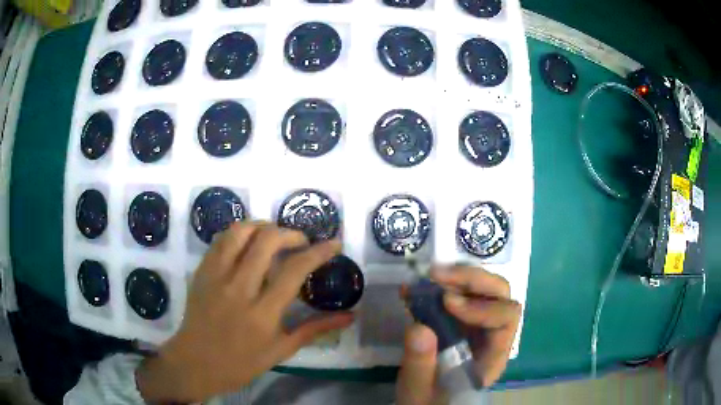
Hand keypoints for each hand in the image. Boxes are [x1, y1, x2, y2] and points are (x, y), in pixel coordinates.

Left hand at [136, 222, 353, 402]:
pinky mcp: (202, 271)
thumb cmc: (242, 362)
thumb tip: (350, 316)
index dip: (318, 252)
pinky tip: (248, 242)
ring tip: (274, 236)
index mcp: (262, 314)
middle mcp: (239, 289)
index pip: (294, 271)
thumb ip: (315, 329)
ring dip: (263, 226)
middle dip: (291, 233)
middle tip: (301, 241)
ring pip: (240, 232)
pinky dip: (240, 233)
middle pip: (267, 241)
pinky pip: (221, 240)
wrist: (196, 362)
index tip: (334, 244)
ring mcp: (216, 277)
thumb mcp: (282, 350)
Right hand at [396, 266, 521, 404]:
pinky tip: (418, 286)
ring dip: (458, 278)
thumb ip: (420, 366)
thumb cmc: (428, 402)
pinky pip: (460, 294)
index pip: (506, 319)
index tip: (446, 302)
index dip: (481, 306)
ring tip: (427, 277)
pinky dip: (441, 285)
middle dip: (472, 280)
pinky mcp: (461, 321)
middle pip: (500, 295)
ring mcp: (478, 325)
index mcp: (492, 357)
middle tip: (437, 276)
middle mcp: (492, 335)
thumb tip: (419, 327)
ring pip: (484, 289)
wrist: (426, 403)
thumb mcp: (419, 392)